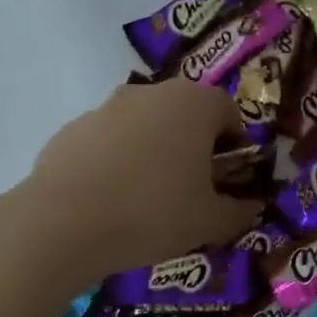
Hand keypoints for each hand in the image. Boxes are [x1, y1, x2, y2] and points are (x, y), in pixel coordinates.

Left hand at [8, 79, 260, 285]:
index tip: (230, 177)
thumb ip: (239, 211)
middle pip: (185, 113)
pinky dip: (118, 161)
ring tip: (150, 197)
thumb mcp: (210, 222)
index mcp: (194, 104)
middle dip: (195, 145)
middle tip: (194, 188)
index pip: (229, 111)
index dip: (236, 144)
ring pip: (145, 125)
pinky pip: (109, 141)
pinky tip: (112, 199)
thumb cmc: (154, 213)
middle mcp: (151, 93)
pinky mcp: (71, 128)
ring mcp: (106, 107)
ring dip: (155, 151)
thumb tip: (252, 206)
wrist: (64, 223)